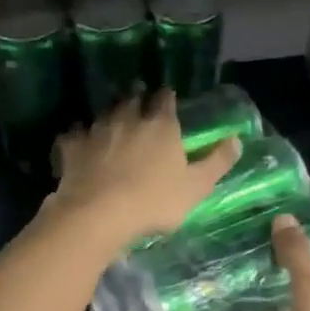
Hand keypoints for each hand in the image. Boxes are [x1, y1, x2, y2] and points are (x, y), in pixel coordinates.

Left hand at [51, 92, 239, 250]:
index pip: (165, 100)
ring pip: (104, 113)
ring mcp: (97, 130)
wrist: (99, 213)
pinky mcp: (72, 147)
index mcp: (161, 126)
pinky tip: (77, 142)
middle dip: (136, 97)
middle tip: (138, 98)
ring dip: (109, 114)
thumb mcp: (196, 187)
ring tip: (112, 119)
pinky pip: (74, 134)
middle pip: (132, 99)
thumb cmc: (154, 201)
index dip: (167, 98)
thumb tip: (237, 139)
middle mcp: (128, 119)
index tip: (167, 97)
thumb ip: (217, 162)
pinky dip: (77, 136)